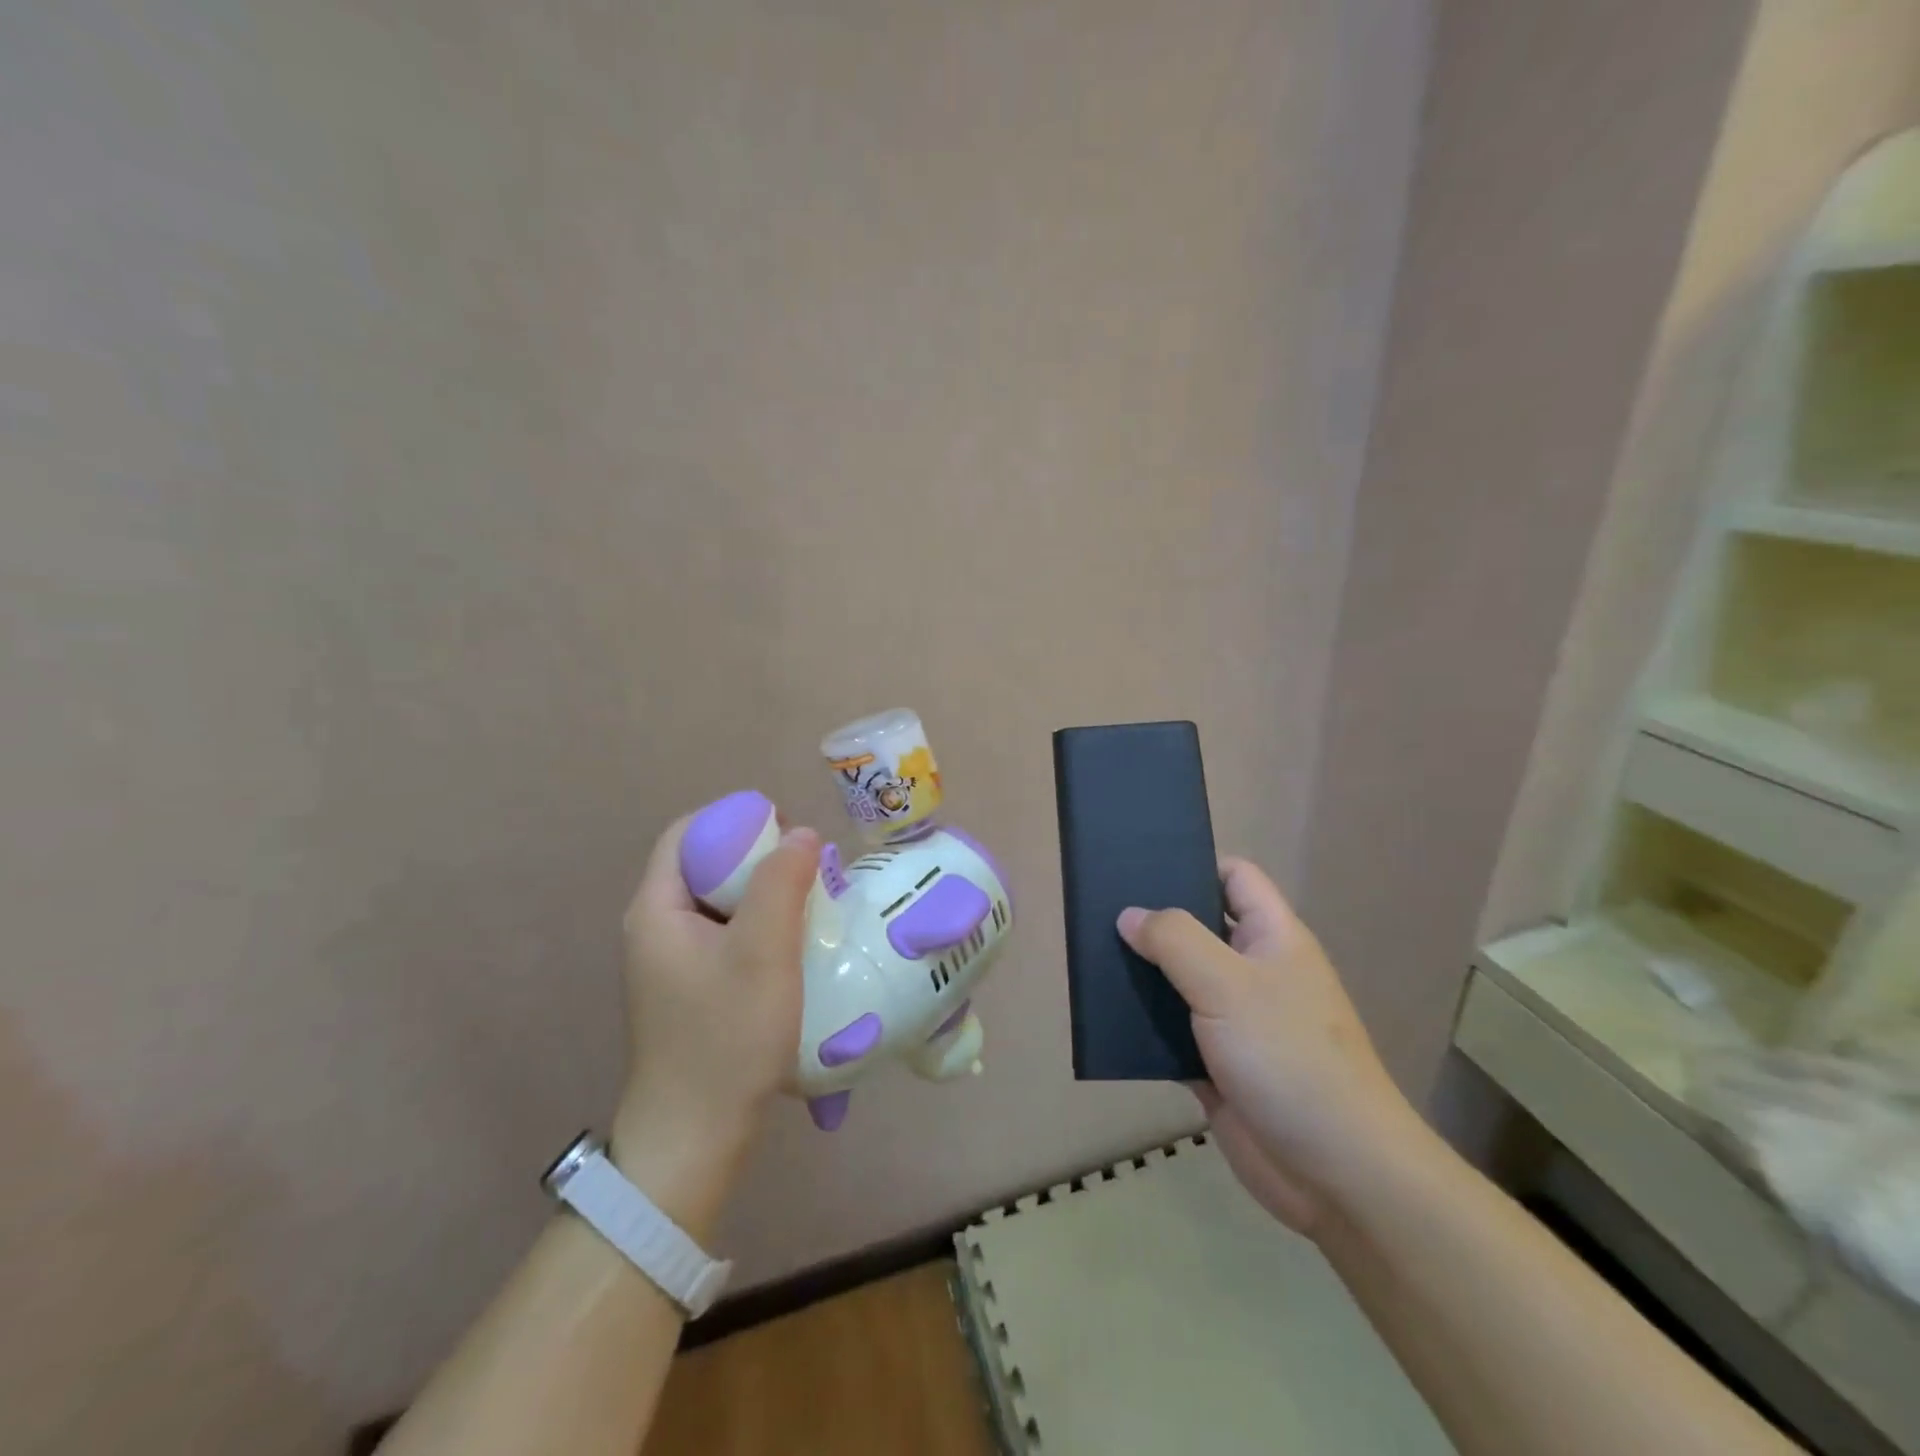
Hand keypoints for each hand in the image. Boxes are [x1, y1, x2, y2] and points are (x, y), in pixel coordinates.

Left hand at [610, 815, 819, 1237]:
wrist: (694, 1139)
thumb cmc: (726, 1037)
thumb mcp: (763, 952)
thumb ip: (782, 883)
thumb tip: (801, 832)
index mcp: (656, 909)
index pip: (688, 833)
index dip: (736, 820)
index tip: (787, 833)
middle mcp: (655, 929)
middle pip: (705, 866)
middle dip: (759, 858)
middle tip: (810, 870)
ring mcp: (671, 963)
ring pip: (721, 903)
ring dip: (766, 895)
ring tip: (812, 904)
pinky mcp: (690, 990)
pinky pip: (726, 937)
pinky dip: (761, 928)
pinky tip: (795, 947)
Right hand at [1117, 859, 1418, 1236]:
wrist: (1336, 1173)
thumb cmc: (1288, 1058)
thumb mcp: (1228, 984)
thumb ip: (1175, 940)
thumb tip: (1129, 915)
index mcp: (1272, 938)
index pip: (1234, 877)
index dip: (1193, 863)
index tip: (1140, 864)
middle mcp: (1255, 972)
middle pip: (1199, 927)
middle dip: (1154, 919)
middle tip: (1099, 908)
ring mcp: (1236, 1021)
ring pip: (1181, 982)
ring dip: (1143, 974)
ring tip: (1091, 956)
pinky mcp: (1217, 1066)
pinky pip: (1172, 1032)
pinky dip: (1144, 1025)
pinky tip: (1105, 1018)